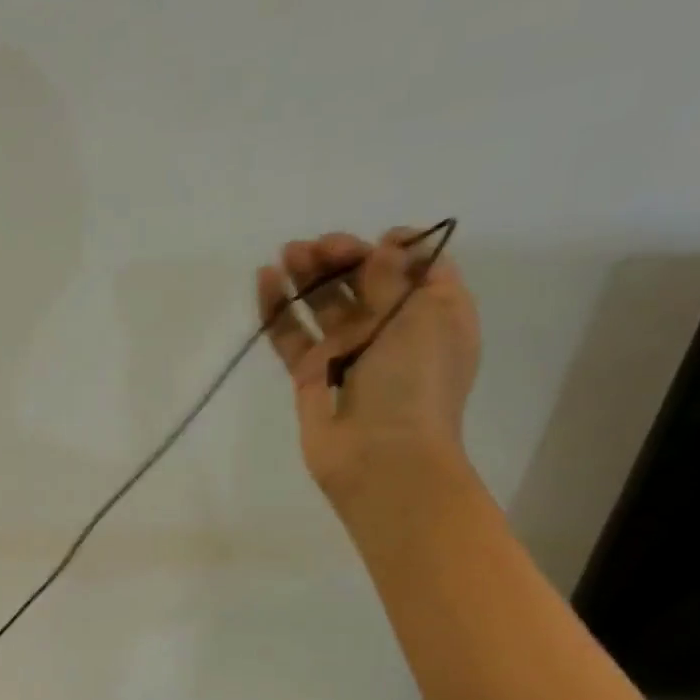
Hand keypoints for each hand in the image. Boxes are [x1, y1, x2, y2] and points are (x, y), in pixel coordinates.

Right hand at [257, 229, 480, 509]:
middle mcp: (392, 330)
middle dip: (342, 257)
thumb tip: (383, 246)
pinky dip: (278, 309)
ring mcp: (348, 353)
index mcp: (435, 316)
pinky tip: (265, 281)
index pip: (420, 269)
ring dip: (308, 276)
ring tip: (286, 254)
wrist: (382, 457)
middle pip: (365, 282)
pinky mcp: (311, 374)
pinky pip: (292, 334)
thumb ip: (395, 280)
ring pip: (324, 304)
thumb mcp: (420, 320)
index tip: (377, 242)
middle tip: (317, 247)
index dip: (399, 249)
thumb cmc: (416, 384)